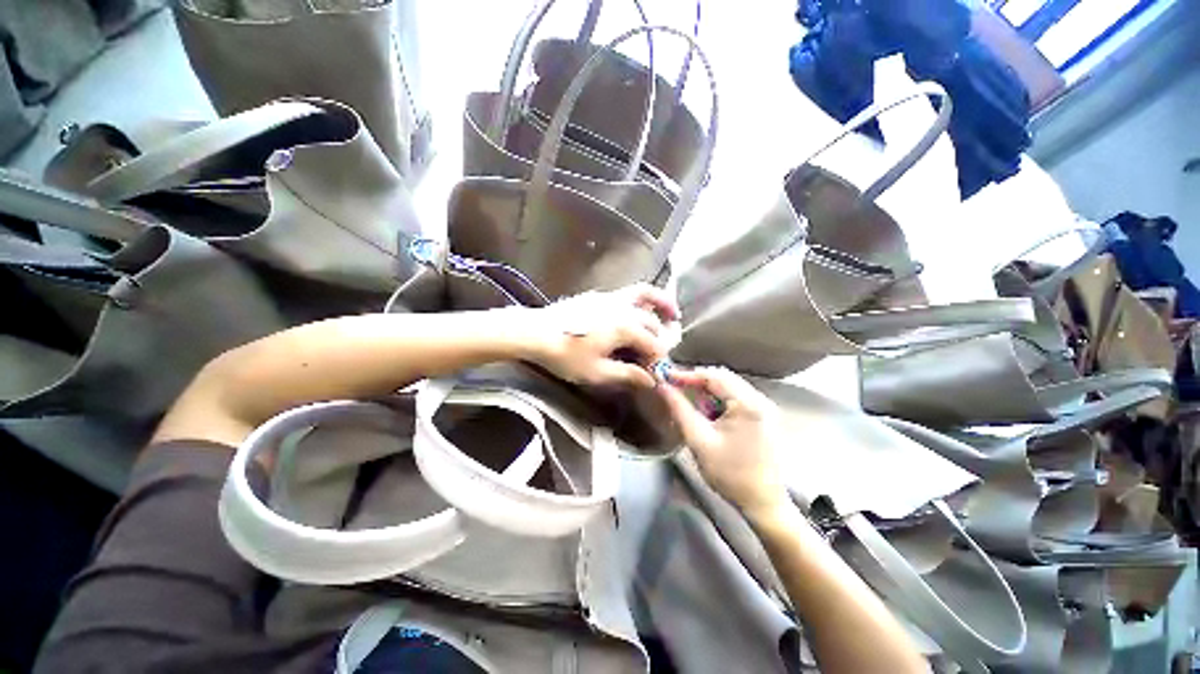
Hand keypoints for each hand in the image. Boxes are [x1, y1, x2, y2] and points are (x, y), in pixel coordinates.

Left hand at [528, 284, 679, 388]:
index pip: (653, 344)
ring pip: (645, 295)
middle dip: (660, 337)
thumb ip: (627, 374)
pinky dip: (642, 299)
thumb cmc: (565, 355)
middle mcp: (623, 309)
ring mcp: (611, 298)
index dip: (658, 359)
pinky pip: (628, 294)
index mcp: (626, 328)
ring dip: (661, 303)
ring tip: (673, 312)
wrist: (535, 333)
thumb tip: (650, 380)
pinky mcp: (599, 296)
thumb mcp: (597, 372)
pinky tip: (637, 310)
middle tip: (659, 352)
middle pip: (652, 322)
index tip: (655, 373)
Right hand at [658, 367, 788, 517]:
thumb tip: (662, 386)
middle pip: (723, 377)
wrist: (764, 504)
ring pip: (729, 386)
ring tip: (685, 397)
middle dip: (696, 381)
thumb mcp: (699, 441)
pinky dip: (717, 399)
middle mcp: (760, 399)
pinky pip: (736, 398)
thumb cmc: (730, 474)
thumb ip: (680, 410)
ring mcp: (764, 407)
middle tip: (674, 387)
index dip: (687, 374)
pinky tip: (705, 410)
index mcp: (748, 403)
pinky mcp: (763, 416)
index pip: (713, 376)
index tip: (666, 377)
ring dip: (706, 390)